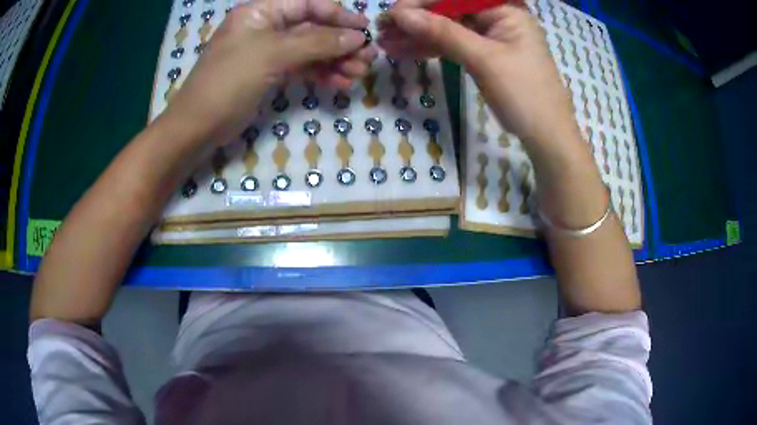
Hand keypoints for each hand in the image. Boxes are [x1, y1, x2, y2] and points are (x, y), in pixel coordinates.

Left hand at [166, 0, 377, 143]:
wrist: (197, 127)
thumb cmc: (228, 81)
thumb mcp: (272, 54)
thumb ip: (316, 42)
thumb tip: (356, 37)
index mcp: (262, 11)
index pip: (308, 4)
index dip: (337, 14)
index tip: (364, 29)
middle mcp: (266, 26)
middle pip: (312, 27)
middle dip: (340, 42)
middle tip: (367, 58)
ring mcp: (268, 51)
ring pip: (310, 49)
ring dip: (335, 60)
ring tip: (358, 74)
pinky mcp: (270, 73)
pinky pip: (301, 67)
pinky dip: (321, 73)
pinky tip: (339, 83)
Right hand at [379, 1, 579, 148]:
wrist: (546, 136)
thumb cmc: (525, 94)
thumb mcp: (484, 59)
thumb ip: (443, 33)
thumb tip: (401, 14)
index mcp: (505, 10)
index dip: (423, 3)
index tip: (393, 14)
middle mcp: (498, 17)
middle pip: (450, 11)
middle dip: (416, 21)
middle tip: (383, 30)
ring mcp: (491, 37)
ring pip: (448, 29)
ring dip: (418, 36)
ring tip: (386, 43)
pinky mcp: (485, 55)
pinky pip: (454, 46)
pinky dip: (431, 49)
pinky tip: (404, 52)